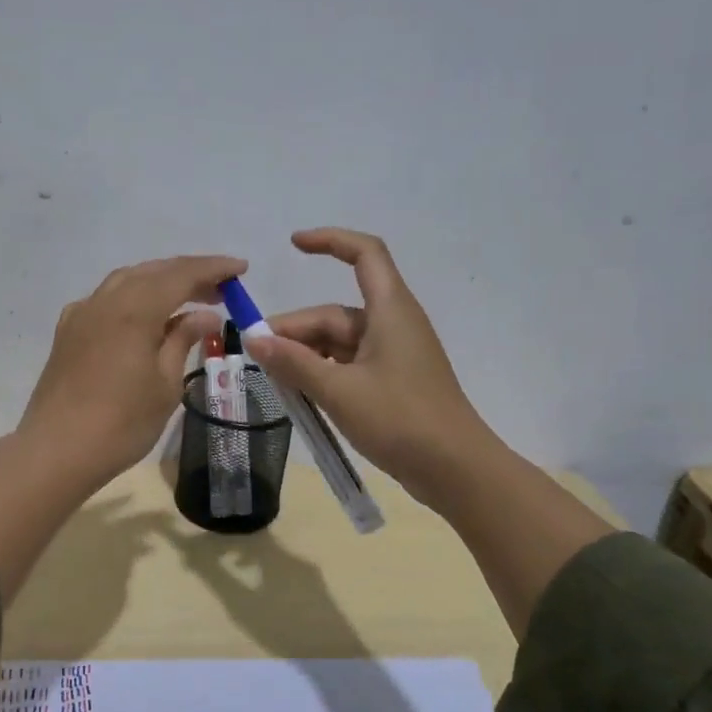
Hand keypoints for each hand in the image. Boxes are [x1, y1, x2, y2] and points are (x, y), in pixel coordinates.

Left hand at [18, 253, 246, 486]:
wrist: (57, 450)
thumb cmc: (122, 423)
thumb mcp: (166, 384)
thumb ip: (183, 340)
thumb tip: (205, 314)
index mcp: (135, 310)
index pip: (181, 275)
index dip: (213, 269)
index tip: (240, 268)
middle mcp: (106, 301)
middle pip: (153, 272)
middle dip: (188, 274)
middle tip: (221, 288)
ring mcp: (82, 314)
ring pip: (126, 281)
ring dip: (159, 281)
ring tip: (186, 297)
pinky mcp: (67, 332)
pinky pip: (105, 299)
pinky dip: (131, 297)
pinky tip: (141, 317)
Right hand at [242, 228, 491, 508]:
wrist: (457, 470)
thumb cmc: (401, 420)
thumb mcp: (339, 391)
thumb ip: (294, 363)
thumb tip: (254, 339)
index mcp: (390, 310)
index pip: (364, 253)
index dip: (330, 240)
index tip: (292, 246)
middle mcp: (393, 324)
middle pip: (335, 313)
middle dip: (295, 331)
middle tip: (257, 358)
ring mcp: (394, 355)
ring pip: (338, 343)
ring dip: (305, 356)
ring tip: (274, 382)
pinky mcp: (393, 382)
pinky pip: (348, 365)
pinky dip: (323, 373)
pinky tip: (300, 395)